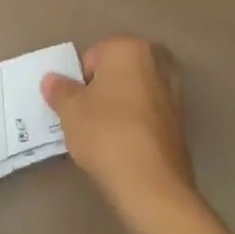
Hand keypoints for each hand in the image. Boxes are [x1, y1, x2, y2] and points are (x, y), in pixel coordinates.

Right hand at [42, 36, 195, 225]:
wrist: (151, 184)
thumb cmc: (105, 132)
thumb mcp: (70, 109)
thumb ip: (60, 90)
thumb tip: (52, 80)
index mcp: (130, 49)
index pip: (95, 54)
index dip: (80, 78)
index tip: (75, 103)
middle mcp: (157, 64)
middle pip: (118, 72)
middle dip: (103, 89)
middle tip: (87, 116)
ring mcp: (175, 95)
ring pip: (135, 94)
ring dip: (120, 107)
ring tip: (104, 135)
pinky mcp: (182, 125)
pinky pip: (149, 116)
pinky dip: (136, 125)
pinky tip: (123, 147)